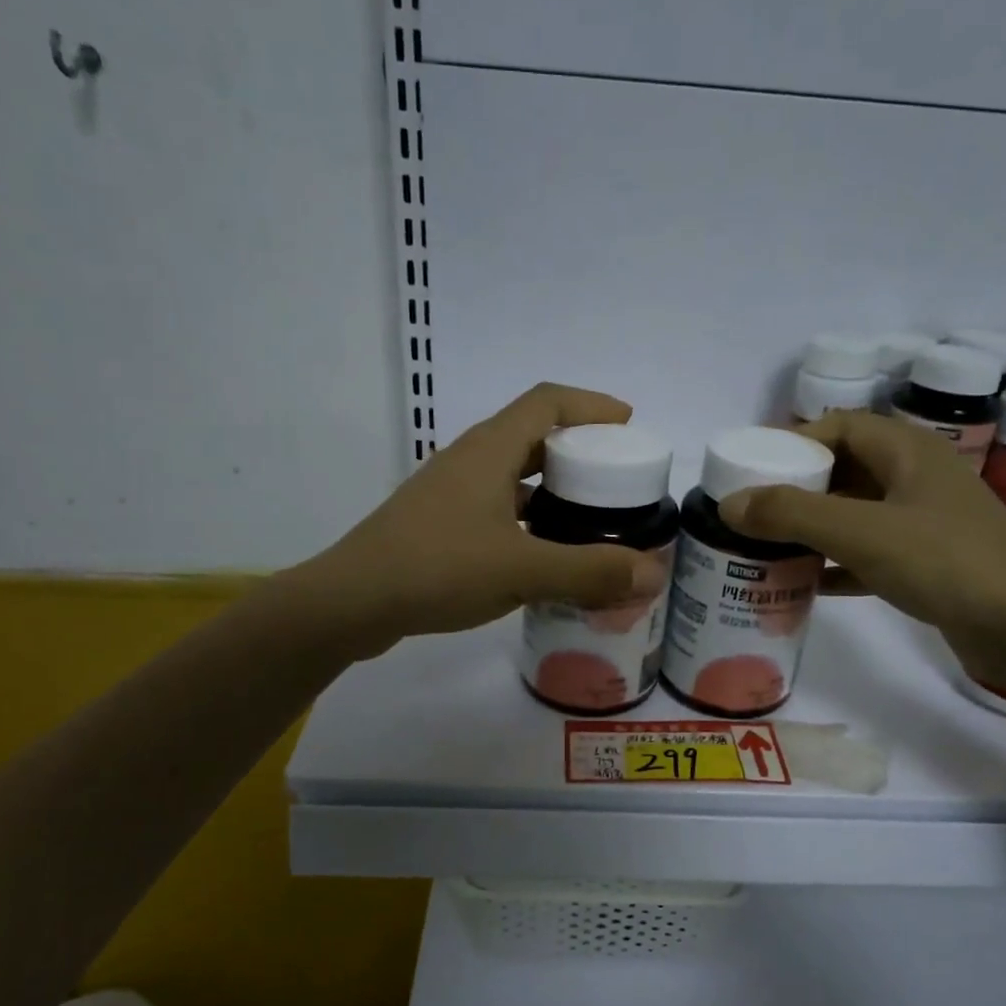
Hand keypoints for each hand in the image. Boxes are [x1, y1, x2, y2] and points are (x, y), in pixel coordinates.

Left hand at [305, 383, 671, 653]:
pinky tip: (543, 555)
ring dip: (553, 489)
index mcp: (490, 450)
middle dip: (580, 452)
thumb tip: (653, 571)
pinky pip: (497, 508)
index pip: (548, 402)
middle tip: (616, 482)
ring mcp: (450, 493)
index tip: (629, 426)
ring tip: (590, 519)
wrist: (352, 602)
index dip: (592, 406)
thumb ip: (589, 570)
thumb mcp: (522, 570)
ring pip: (514, 476)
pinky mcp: (439, 524)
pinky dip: (528, 520)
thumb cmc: (437, 569)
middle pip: (534, 436)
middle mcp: (470, 460)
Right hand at [718, 411, 1005, 652]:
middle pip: (844, 470)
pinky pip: (869, 555)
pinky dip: (836, 565)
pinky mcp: (929, 566)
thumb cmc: (946, 561)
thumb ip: (792, 514)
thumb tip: (729, 504)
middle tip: (752, 512)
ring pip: (855, 515)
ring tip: (767, 547)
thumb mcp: (861, 531)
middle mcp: (916, 479)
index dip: (794, 441)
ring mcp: (925, 524)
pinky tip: (805, 585)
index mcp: (907, 452)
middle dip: (797, 489)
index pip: (840, 426)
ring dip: (813, 529)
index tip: (753, 469)